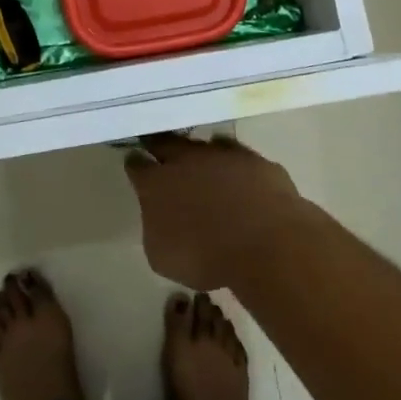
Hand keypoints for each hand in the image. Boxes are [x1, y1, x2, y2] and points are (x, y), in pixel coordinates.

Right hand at [125, 134, 308, 291]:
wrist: (265, 245)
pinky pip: (239, 157)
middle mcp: (186, 159)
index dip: (135, 164)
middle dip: (161, 146)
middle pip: (166, 142)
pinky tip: (240, 179)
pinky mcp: (255, 160)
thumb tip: (161, 216)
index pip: (137, 164)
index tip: (136, 164)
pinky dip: (236, 166)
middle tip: (162, 153)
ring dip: (201, 154)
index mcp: (157, 183)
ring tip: (204, 166)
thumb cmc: (205, 258)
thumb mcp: (162, 256)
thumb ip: (156, 227)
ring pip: (205, 144)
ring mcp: (223, 155)